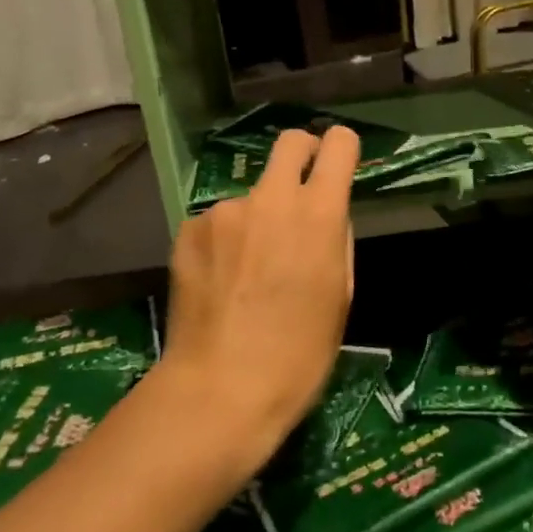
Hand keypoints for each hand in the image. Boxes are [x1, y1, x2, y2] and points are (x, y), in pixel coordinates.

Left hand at [156, 126, 359, 468]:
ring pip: (251, 194)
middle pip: (290, 142)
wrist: (221, 389)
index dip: (342, 148)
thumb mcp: (340, 295)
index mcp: (319, 213)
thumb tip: (326, 217)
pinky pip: (217, 222)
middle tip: (301, 188)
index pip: (339, 145)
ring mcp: (225, 211)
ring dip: (257, 216)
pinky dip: (224, 240)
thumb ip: (336, 240)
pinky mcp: (189, 228)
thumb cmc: (300, 354)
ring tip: (248, 268)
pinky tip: (220, 280)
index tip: (340, 162)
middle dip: (302, 152)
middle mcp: (272, 198)